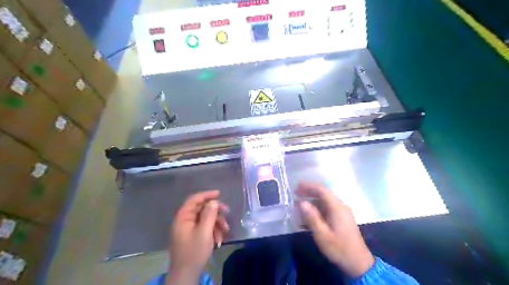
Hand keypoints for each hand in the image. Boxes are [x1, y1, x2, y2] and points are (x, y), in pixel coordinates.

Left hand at [168, 190, 229, 284]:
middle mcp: (185, 221)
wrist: (186, 275)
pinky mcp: (193, 237)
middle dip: (215, 212)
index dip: (206, 195)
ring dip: (216, 223)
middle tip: (227, 213)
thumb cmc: (194, 252)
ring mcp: (188, 229)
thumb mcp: (204, 232)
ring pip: (205, 219)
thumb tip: (213, 201)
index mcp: (183, 217)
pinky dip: (213, 231)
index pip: (194, 200)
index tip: (219, 194)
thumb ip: (209, 215)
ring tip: (225, 231)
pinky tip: (219, 239)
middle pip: (201, 209)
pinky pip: (204, 228)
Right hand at [297, 181, 374, 276]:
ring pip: (324, 202)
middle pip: (323, 194)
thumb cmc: (339, 248)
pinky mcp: (341, 219)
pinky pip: (327, 210)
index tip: (296, 186)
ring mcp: (342, 213)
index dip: (309, 186)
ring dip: (311, 202)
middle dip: (309, 193)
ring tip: (298, 206)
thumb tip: (301, 202)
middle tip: (295, 194)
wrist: (358, 263)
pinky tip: (307, 218)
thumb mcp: (322, 234)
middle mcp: (340, 207)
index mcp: (337, 208)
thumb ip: (312, 217)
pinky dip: (316, 211)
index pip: (322, 190)